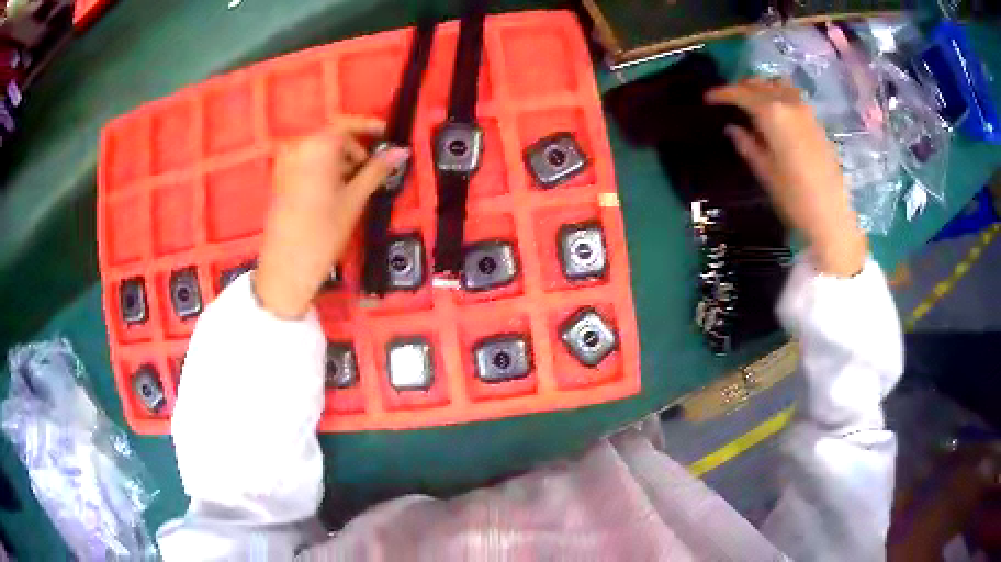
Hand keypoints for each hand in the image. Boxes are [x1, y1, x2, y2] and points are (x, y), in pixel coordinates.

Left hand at [254, 118, 409, 317]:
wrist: (286, 267)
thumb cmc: (323, 233)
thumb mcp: (355, 199)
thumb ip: (377, 170)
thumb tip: (400, 151)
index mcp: (316, 147)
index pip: (346, 123)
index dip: (369, 126)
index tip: (386, 135)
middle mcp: (297, 148)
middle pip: (331, 135)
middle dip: (354, 147)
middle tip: (373, 167)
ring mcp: (285, 163)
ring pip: (319, 149)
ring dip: (340, 158)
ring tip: (355, 183)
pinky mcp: (280, 178)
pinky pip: (306, 161)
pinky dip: (324, 167)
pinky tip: (335, 190)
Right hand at [706, 78, 867, 276]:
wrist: (832, 217)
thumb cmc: (795, 199)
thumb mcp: (765, 173)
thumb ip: (747, 145)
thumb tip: (732, 128)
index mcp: (773, 114)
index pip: (742, 94)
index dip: (722, 93)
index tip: (708, 98)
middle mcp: (789, 104)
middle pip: (760, 84)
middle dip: (741, 88)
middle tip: (728, 100)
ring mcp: (806, 111)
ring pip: (778, 85)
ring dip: (762, 87)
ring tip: (752, 101)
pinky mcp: (817, 122)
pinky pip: (793, 96)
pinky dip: (778, 95)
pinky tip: (775, 111)